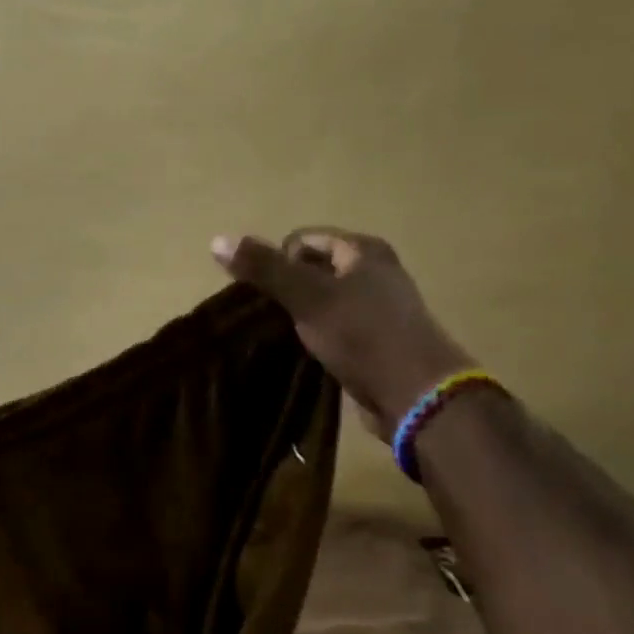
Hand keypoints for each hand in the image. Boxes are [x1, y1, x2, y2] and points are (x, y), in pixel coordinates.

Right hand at [212, 228, 474, 431]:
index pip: (302, 239)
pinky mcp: (376, 339)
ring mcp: (378, 307)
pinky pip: (334, 326)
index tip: (273, 296)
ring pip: (322, 300)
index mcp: (363, 250)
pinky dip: (316, 335)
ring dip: (300, 315)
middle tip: (273, 317)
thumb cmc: (361, 334)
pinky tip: (307, 352)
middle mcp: (375, 271)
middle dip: (287, 289)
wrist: (416, 394)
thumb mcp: (307, 296)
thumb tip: (217, 239)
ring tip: (285, 336)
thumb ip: (264, 268)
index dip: (278, 262)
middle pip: (312, 269)